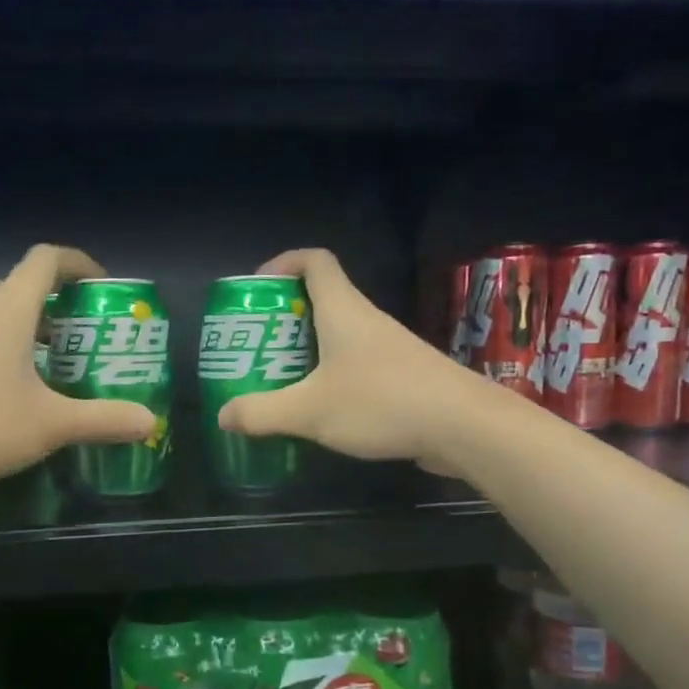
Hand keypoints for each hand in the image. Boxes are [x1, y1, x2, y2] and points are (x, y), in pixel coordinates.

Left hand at [0, 244, 155, 489]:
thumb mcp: (51, 424)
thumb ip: (103, 419)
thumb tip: (150, 422)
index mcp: (9, 309)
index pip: (46, 260)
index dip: (78, 263)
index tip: (100, 286)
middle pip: (19, 284)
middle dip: (53, 301)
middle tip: (77, 334)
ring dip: (24, 325)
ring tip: (50, 364)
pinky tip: (8, 389)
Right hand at [215, 249, 483, 470]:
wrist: (464, 426)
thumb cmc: (381, 402)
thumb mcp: (309, 411)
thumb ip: (262, 413)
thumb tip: (224, 415)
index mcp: (343, 311)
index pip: (314, 261)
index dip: (283, 263)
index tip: (257, 288)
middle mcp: (367, 321)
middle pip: (322, 301)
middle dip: (285, 320)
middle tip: (256, 347)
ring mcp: (389, 349)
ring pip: (339, 337)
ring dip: (308, 353)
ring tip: (280, 382)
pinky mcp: (403, 377)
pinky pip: (357, 366)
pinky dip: (332, 378)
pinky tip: (321, 411)